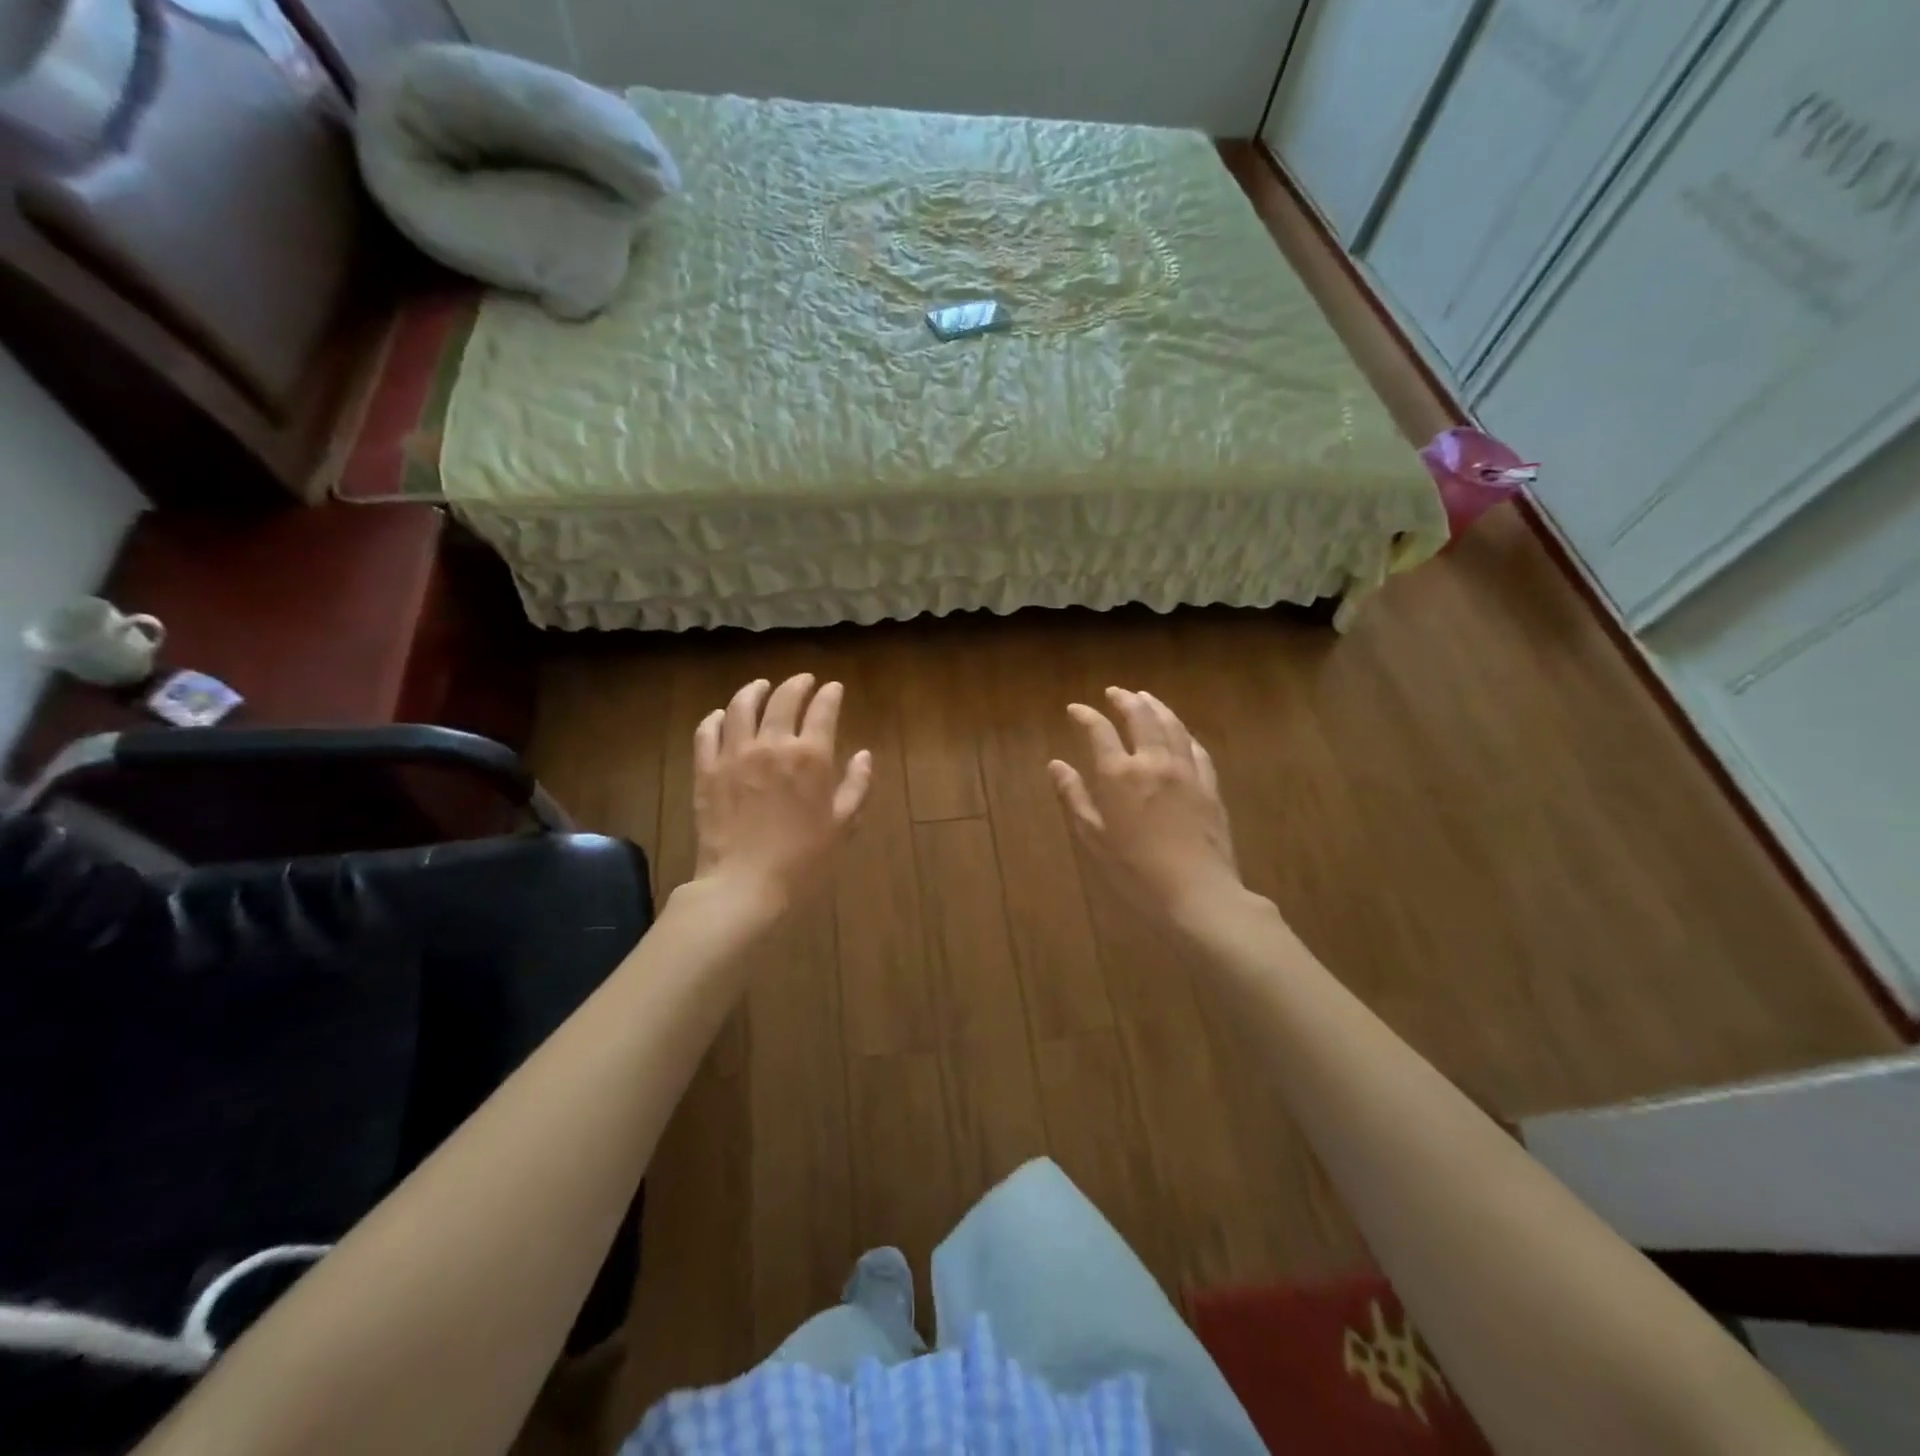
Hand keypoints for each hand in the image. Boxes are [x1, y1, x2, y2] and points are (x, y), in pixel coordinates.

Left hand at [692, 675, 872, 915]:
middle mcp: (773, 745)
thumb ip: (857, 785)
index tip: (833, 688)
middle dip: (796, 684)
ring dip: (754, 691)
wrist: (745, 885)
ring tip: (761, 687)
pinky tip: (722, 716)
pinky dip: (716, 718)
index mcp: (810, 757)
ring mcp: (735, 754)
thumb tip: (864, 756)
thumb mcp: (843, 825)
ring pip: (741, 706)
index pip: (823, 710)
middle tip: (803, 681)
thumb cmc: (803, 860)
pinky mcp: (707, 770)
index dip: (830, 695)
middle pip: (783, 699)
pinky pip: (707, 732)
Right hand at [1050, 687, 1242, 922]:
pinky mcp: (1210, 786)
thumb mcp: (1093, 837)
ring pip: (1172, 725)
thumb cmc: (1135, 871)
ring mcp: (1186, 771)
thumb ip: (1074, 797)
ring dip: (1156, 707)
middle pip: (1140, 716)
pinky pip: (1197, 748)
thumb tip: (1055, 765)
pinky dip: (1184, 734)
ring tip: (1146, 698)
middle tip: (1114, 692)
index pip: (1098, 730)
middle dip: (1124, 699)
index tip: (1075, 709)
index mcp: (1119, 774)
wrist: (1197, 892)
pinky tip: (1181, 733)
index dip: (1085, 715)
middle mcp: (1153, 761)